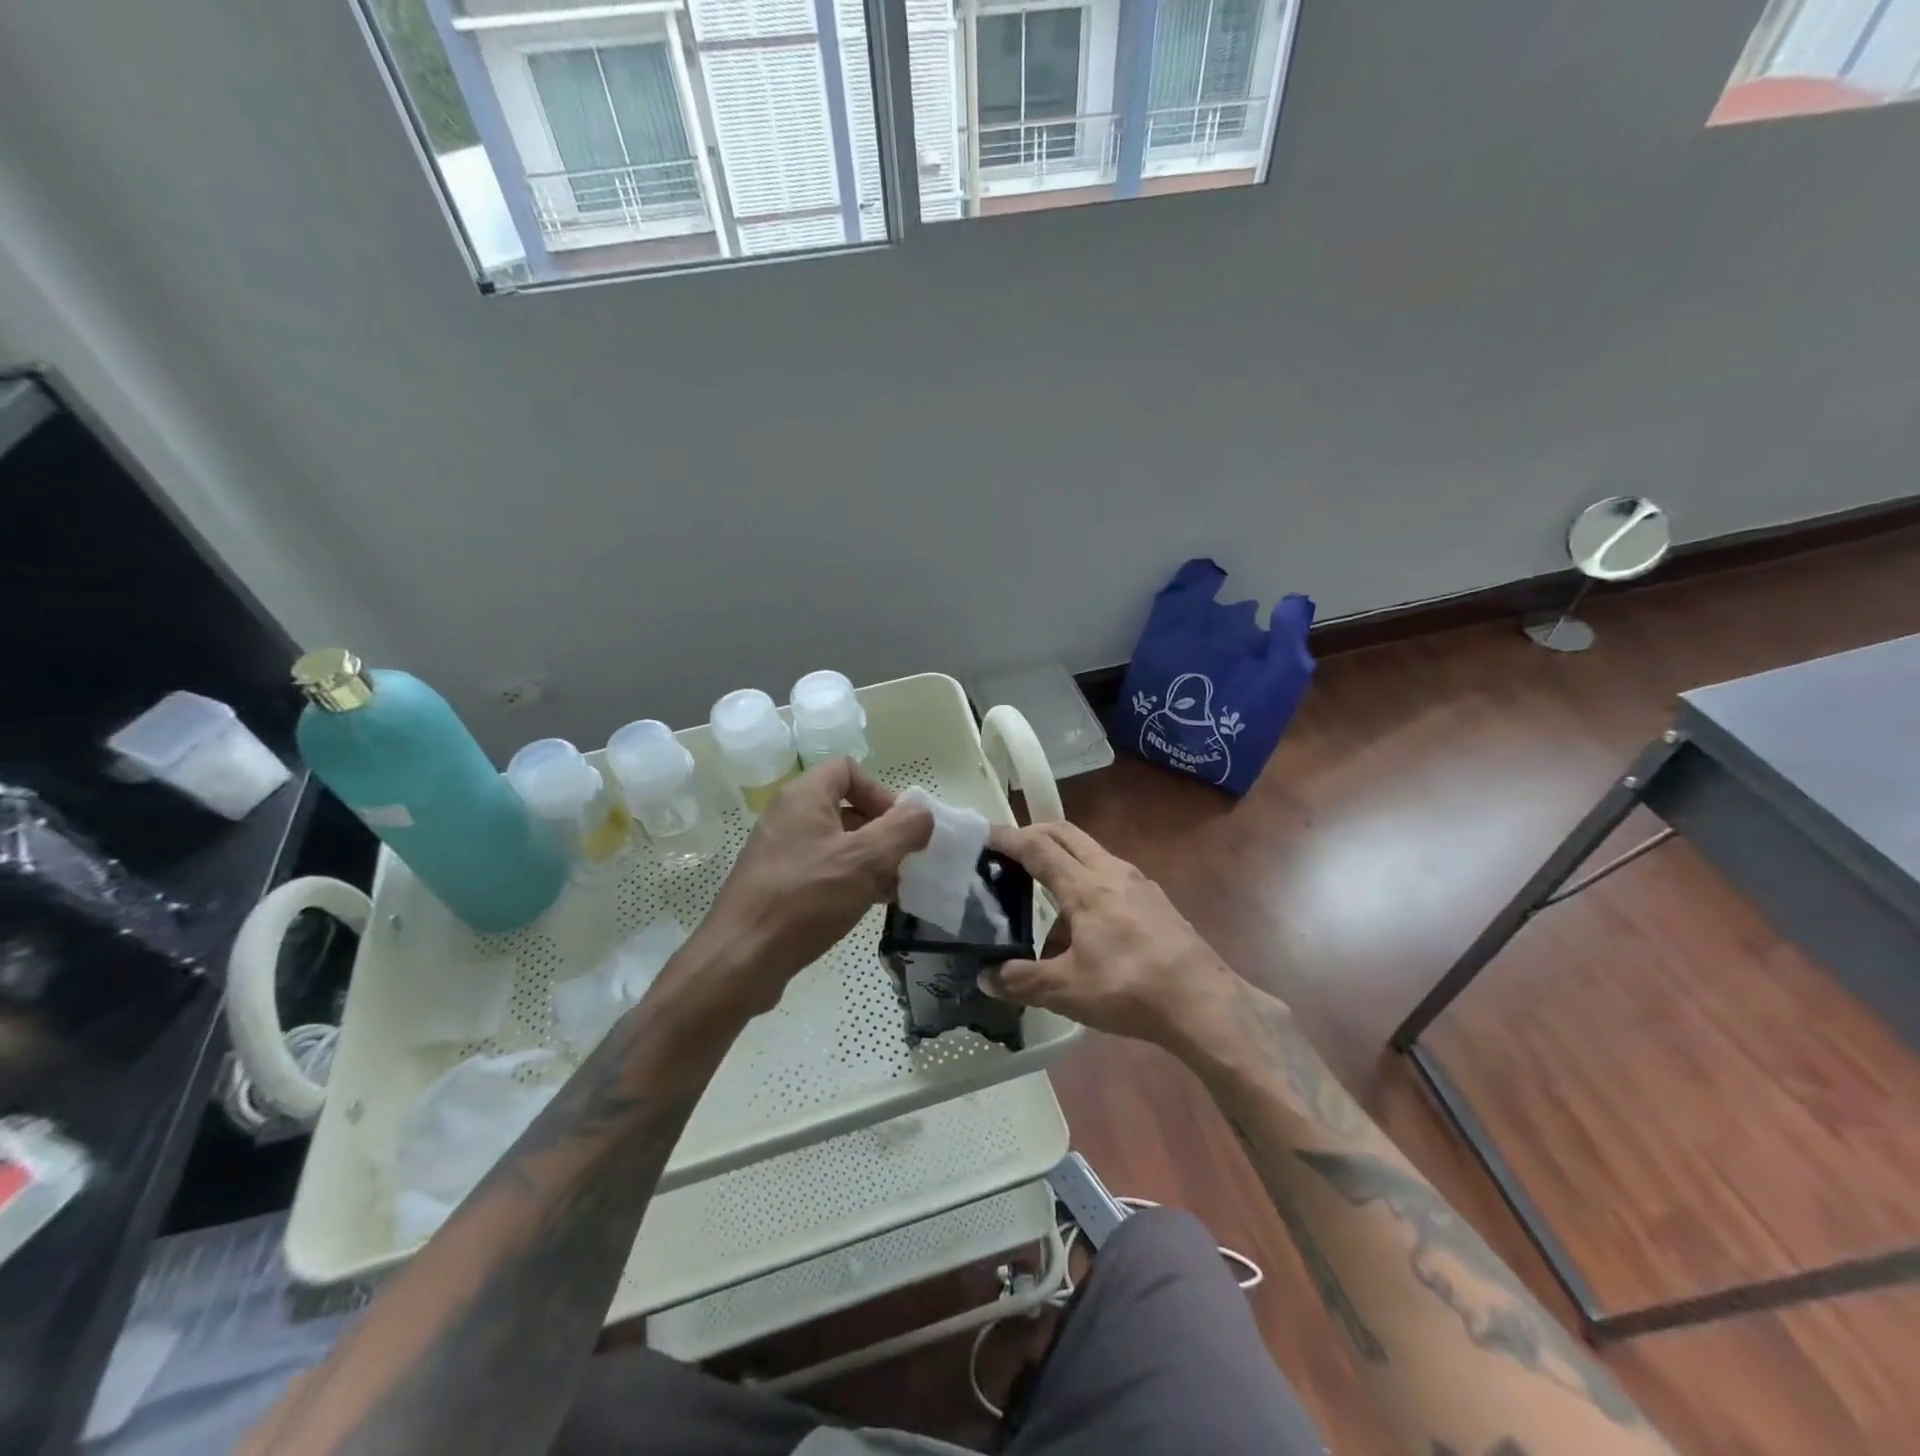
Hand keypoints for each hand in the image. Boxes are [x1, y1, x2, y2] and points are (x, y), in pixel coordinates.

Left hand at [690, 758, 932, 1014]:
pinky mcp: (775, 884)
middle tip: (902, 862)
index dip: (880, 792)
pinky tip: (864, 906)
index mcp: (804, 797)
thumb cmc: (806, 899)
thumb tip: (922, 813)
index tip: (899, 828)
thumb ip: (904, 828)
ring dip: (868, 860)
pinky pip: (820, 869)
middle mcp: (787, 817)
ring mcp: (778, 852)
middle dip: (880, 831)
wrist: (740, 959)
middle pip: (844, 806)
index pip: (848, 769)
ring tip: (891, 889)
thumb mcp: (867, 859)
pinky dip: (846, 880)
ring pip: (835, 842)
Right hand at [982, 821, 1253, 1056]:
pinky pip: (1110, 879)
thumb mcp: (1067, 990)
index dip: (1007, 838)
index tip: (983, 833)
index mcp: (1086, 886)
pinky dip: (1086, 887)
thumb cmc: (1130, 989)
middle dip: (1034, 834)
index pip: (1038, 847)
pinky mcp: (1155, 902)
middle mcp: (1112, 872)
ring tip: (1044, 906)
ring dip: (1062, 864)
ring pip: (1090, 855)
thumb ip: (1022, 980)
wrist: (1204, 1004)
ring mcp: (1138, 884)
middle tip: (1008, 851)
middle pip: (1066, 835)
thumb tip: (986, 977)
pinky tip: (1084, 930)